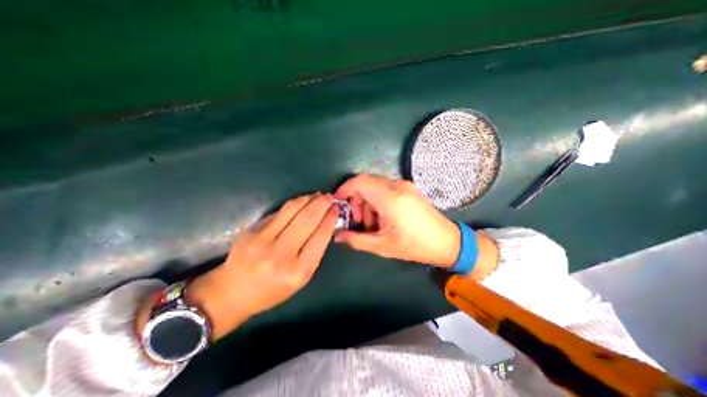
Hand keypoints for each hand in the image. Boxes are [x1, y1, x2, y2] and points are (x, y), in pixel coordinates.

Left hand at [164, 193, 337, 339]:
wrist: (231, 292)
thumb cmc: (272, 290)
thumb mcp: (301, 278)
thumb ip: (314, 251)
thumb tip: (325, 224)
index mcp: (298, 271)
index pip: (320, 236)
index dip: (330, 219)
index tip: (337, 208)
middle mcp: (281, 254)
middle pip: (307, 219)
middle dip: (322, 204)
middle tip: (330, 197)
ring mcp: (262, 240)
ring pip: (292, 210)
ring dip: (308, 199)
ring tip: (318, 195)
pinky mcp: (251, 230)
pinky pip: (279, 212)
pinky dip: (294, 204)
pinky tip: (301, 202)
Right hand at [334, 174, 460, 265]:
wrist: (447, 242)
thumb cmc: (414, 246)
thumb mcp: (382, 246)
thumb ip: (356, 239)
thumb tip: (337, 235)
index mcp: (390, 198)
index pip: (360, 182)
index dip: (345, 189)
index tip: (338, 202)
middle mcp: (397, 186)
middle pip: (366, 183)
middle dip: (356, 200)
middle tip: (358, 221)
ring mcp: (405, 185)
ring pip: (375, 186)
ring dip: (367, 202)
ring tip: (372, 224)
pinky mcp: (409, 188)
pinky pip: (386, 189)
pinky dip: (377, 201)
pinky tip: (383, 218)